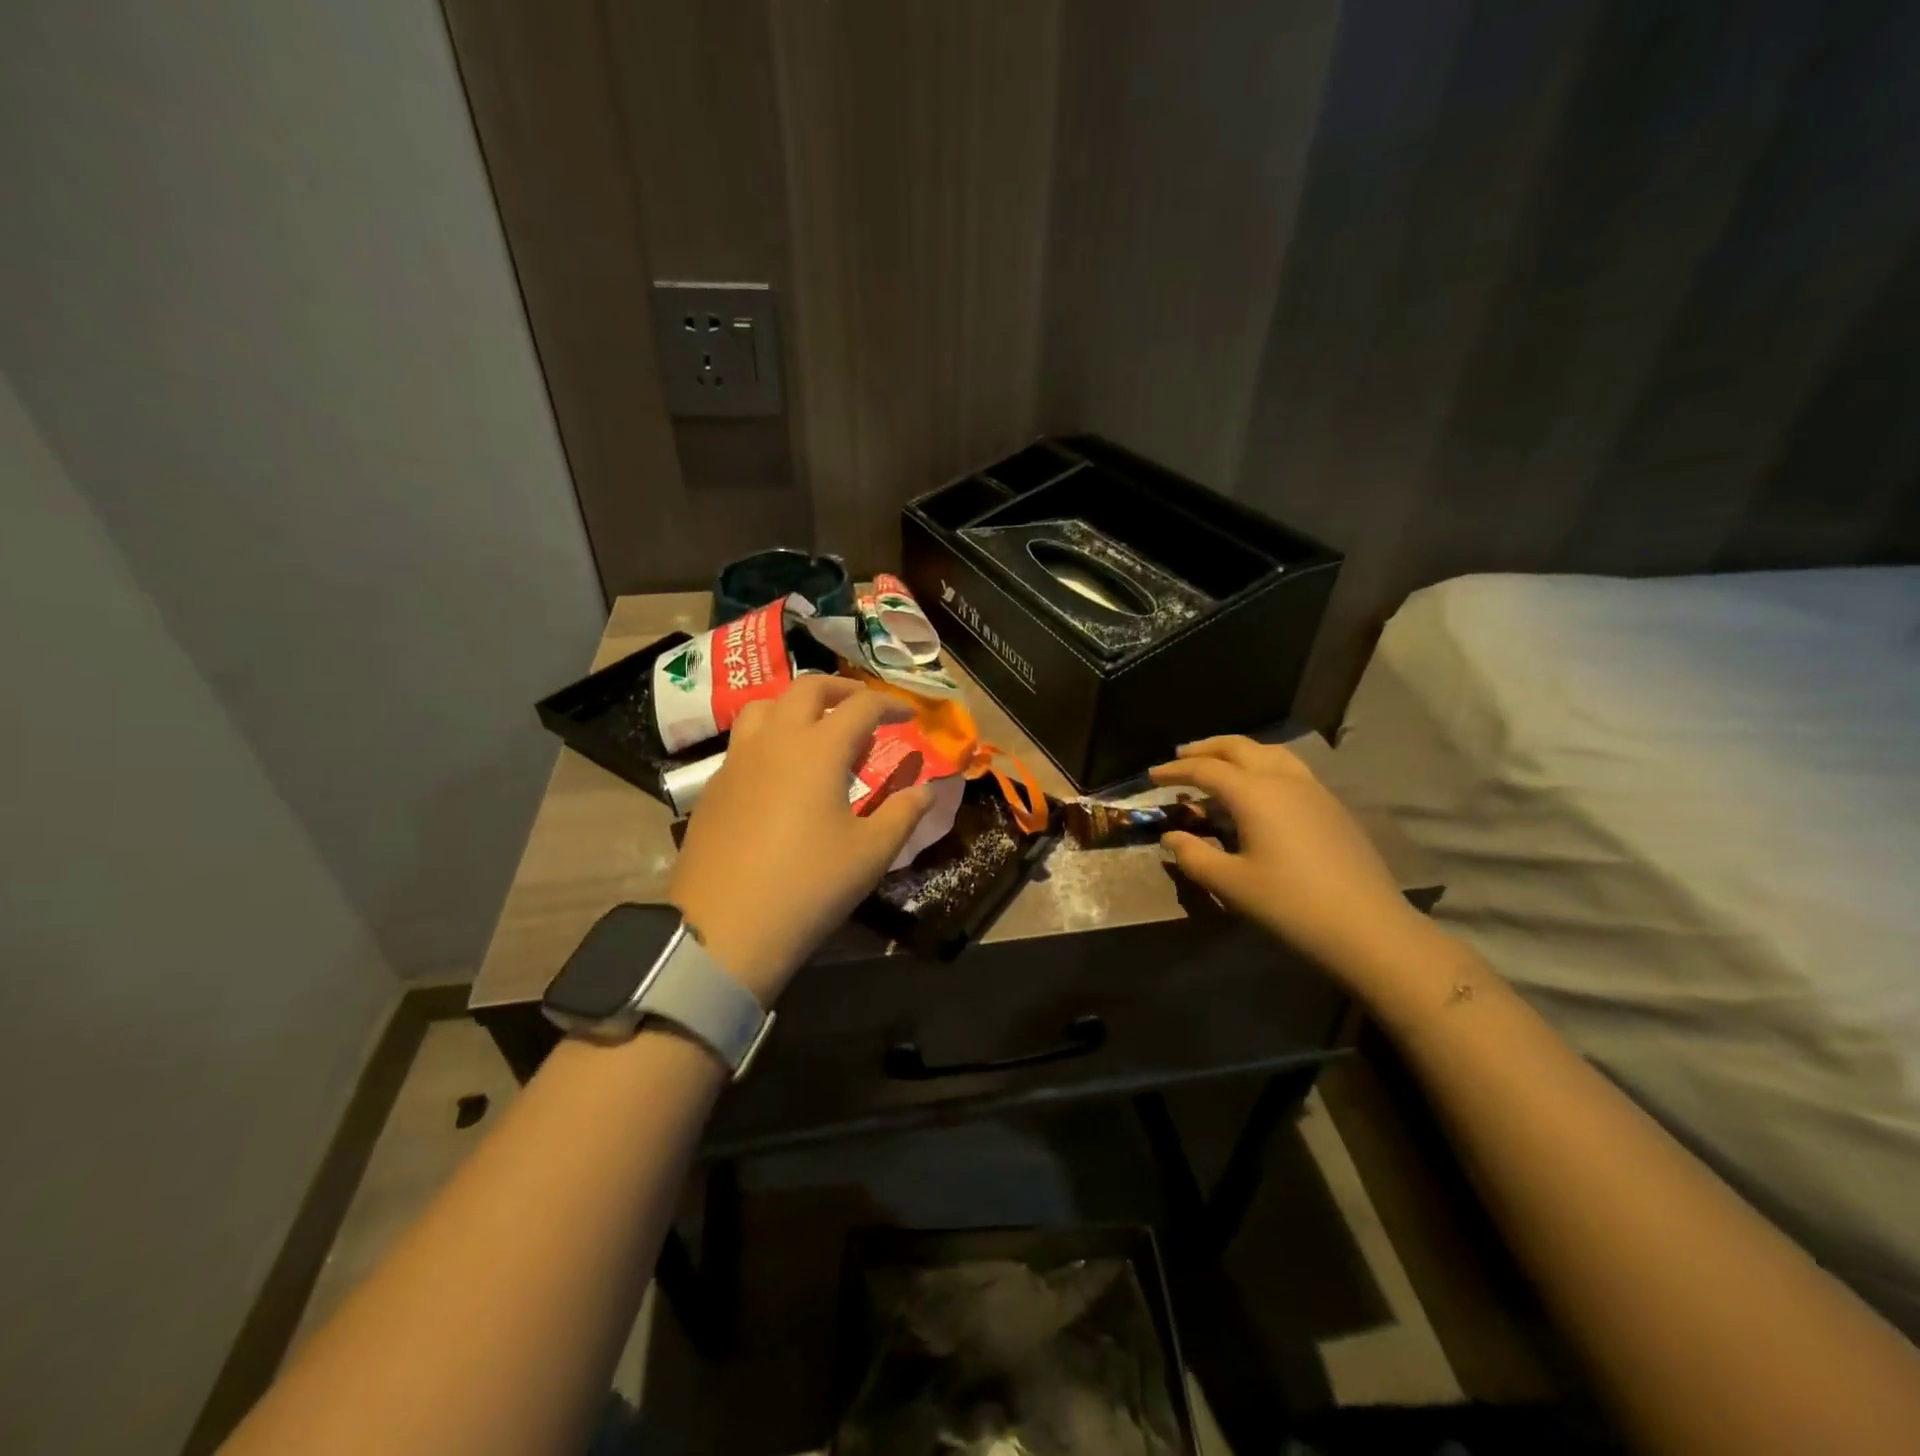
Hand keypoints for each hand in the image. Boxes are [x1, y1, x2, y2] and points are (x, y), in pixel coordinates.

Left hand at [669, 677, 935, 1004]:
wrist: (724, 929)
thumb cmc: (809, 886)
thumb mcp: (870, 854)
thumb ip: (903, 813)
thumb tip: (926, 789)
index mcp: (818, 749)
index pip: (861, 706)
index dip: (890, 704)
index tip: (909, 714)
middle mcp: (775, 740)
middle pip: (808, 688)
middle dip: (842, 688)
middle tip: (865, 707)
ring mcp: (737, 760)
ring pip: (766, 706)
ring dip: (797, 705)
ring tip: (818, 729)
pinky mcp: (714, 786)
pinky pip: (745, 740)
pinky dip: (771, 736)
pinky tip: (781, 771)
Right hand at [1149, 736, 1444, 993]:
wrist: (1368, 928)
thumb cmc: (1290, 905)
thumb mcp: (1231, 884)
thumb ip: (1193, 856)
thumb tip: (1172, 837)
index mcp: (1254, 794)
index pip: (1205, 769)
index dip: (1175, 770)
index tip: (1152, 776)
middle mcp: (1283, 780)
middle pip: (1239, 747)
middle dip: (1206, 749)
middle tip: (1181, 757)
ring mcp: (1314, 790)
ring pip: (1270, 752)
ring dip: (1238, 752)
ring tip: (1220, 764)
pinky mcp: (1333, 806)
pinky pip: (1290, 769)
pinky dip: (1263, 766)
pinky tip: (1260, 790)